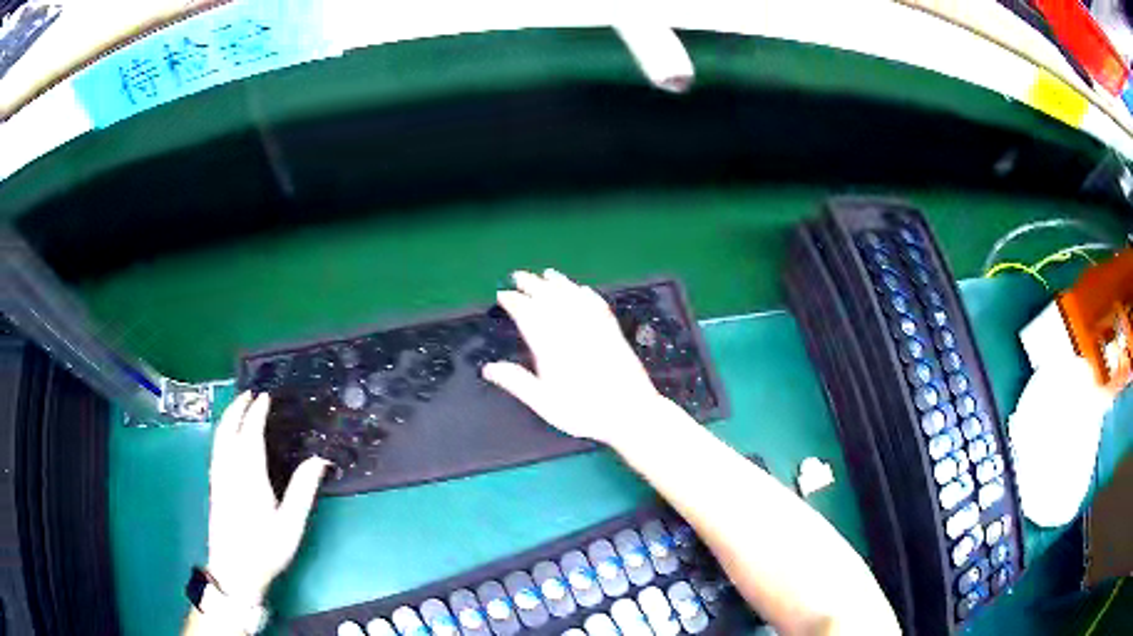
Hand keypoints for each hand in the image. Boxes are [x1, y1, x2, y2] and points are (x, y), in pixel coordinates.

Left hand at [206, 392, 328, 604]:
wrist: (234, 569)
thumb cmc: (265, 548)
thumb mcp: (291, 524)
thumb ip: (303, 490)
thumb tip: (319, 459)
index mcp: (248, 475)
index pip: (251, 434)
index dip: (257, 413)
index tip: (265, 398)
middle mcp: (229, 470)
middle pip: (229, 430)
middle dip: (238, 408)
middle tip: (251, 393)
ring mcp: (218, 477)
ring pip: (219, 438)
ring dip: (229, 417)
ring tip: (239, 406)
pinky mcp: (214, 485)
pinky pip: (216, 448)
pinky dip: (222, 432)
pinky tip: (227, 436)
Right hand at [483, 269, 667, 446]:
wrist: (630, 412)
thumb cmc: (584, 412)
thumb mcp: (545, 403)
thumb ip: (517, 382)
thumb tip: (488, 369)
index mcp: (551, 346)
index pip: (528, 314)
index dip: (514, 302)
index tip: (503, 295)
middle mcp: (572, 330)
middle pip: (549, 298)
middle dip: (532, 285)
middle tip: (519, 276)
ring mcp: (595, 328)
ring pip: (573, 296)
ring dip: (558, 283)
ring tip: (547, 274)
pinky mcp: (613, 332)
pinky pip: (597, 305)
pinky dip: (587, 294)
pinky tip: (583, 290)